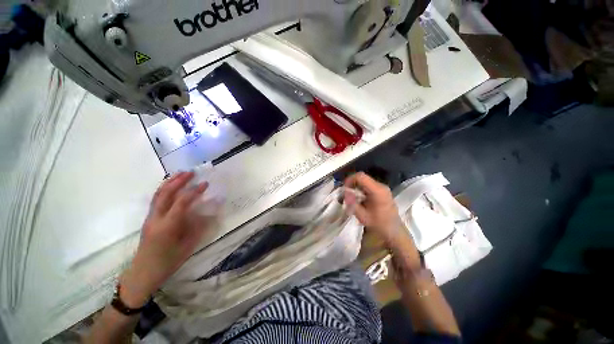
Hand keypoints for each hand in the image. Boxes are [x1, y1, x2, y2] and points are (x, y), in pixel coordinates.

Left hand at [119, 172, 210, 307]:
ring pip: (158, 195)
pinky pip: (156, 200)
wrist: (142, 273)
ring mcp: (150, 218)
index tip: (205, 184)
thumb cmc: (167, 262)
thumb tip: (207, 213)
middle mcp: (156, 219)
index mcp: (167, 226)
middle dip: (178, 181)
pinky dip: (165, 190)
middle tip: (191, 172)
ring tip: (180, 174)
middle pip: (165, 194)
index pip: (181, 202)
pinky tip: (172, 187)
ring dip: (169, 182)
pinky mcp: (149, 219)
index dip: (194, 191)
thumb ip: (197, 228)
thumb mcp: (187, 247)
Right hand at [344, 173, 419, 267]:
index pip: (360, 177)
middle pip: (362, 178)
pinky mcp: (382, 191)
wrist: (394, 231)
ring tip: (352, 198)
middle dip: (352, 184)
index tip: (344, 189)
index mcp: (377, 191)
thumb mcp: (362, 216)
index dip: (350, 180)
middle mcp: (380, 186)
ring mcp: (382, 188)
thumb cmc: (379, 225)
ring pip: (364, 181)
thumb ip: (352, 203)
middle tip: (346, 194)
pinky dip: (361, 190)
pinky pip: (368, 186)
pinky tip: (359, 199)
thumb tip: (345, 192)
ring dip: (356, 187)